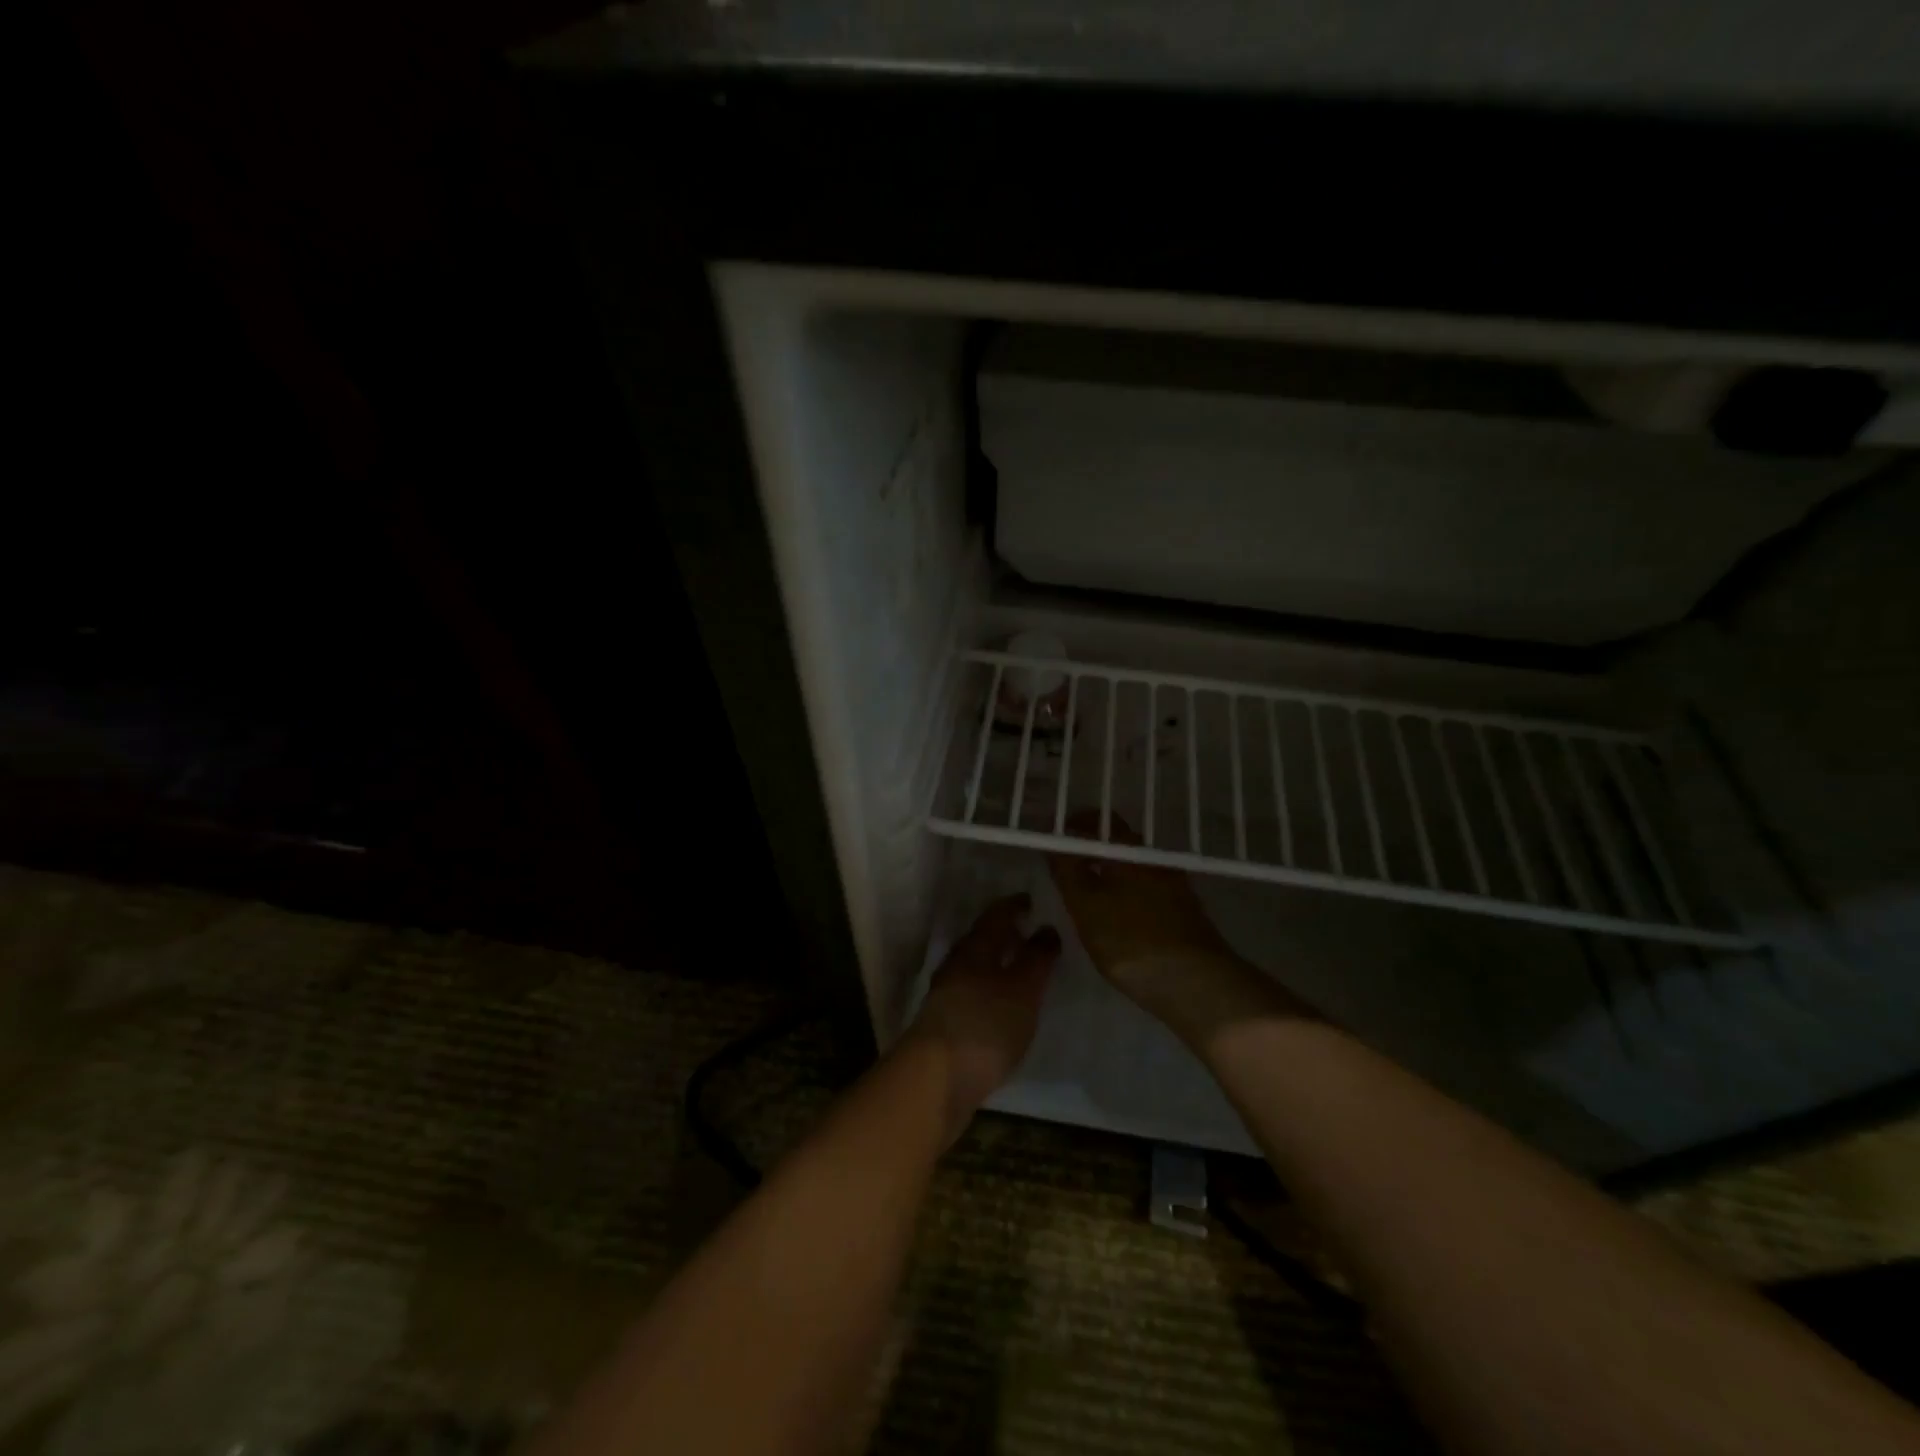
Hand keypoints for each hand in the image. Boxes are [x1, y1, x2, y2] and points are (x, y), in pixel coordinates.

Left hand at [907, 895, 1060, 1138]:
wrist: (936, 1079)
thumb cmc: (985, 1024)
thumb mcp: (1023, 989)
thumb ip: (1037, 958)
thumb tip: (1046, 927)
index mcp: (975, 948)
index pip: (996, 915)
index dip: (1014, 906)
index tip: (1032, 901)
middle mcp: (957, 965)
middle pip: (982, 941)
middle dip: (1006, 935)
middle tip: (1031, 934)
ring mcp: (947, 995)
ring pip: (976, 968)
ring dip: (998, 964)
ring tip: (1023, 971)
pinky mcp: (946, 1024)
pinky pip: (973, 993)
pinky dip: (991, 990)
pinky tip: (1004, 1006)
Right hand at [1050, 814, 1308, 1039]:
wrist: (1196, 983)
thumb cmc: (1130, 939)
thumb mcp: (1085, 905)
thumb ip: (1066, 869)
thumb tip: (1053, 840)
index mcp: (1129, 849)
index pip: (1098, 820)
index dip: (1073, 826)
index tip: (1053, 841)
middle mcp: (1154, 858)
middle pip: (1117, 843)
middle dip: (1090, 851)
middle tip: (1063, 869)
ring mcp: (1173, 884)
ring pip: (1131, 869)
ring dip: (1108, 874)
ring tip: (1084, 896)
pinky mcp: (1184, 911)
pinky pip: (1145, 891)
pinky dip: (1125, 894)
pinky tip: (1116, 918)